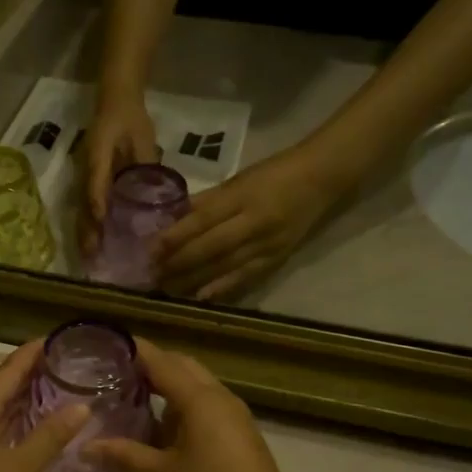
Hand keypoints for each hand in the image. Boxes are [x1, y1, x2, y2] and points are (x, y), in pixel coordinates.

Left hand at [0, 341, 87, 471]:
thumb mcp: (20, 468)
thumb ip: (50, 436)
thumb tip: (82, 406)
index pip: (7, 371)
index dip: (30, 354)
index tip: (54, 338)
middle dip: (28, 373)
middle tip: (61, 363)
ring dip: (19, 398)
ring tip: (50, 390)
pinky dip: (11, 421)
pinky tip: (27, 430)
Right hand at [77, 94, 160, 256]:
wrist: (117, 101)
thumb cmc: (131, 119)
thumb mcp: (143, 138)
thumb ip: (146, 163)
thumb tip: (155, 192)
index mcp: (98, 156)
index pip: (95, 184)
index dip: (98, 204)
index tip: (101, 225)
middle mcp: (87, 169)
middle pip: (84, 203)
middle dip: (87, 230)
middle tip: (91, 256)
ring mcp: (86, 175)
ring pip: (83, 208)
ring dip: (86, 231)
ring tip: (89, 256)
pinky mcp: (92, 180)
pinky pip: (89, 204)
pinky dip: (91, 223)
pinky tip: (96, 241)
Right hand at [87, 339, 303, 471]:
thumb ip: (124, 455)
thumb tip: (85, 446)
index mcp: (198, 398)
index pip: (161, 362)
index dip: (135, 351)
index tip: (109, 344)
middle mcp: (218, 396)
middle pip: (182, 366)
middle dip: (152, 364)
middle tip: (118, 371)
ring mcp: (233, 413)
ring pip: (197, 384)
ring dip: (169, 384)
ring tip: (136, 396)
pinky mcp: (240, 431)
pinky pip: (207, 403)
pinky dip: (183, 403)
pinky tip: (165, 425)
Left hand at [155, 146, 338, 301]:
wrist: (321, 179)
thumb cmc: (273, 174)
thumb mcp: (237, 180)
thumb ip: (206, 201)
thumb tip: (172, 219)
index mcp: (242, 196)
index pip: (203, 219)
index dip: (175, 236)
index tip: (150, 249)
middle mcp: (255, 222)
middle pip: (211, 247)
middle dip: (179, 263)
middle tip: (152, 274)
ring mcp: (268, 244)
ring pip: (225, 266)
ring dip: (194, 280)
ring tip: (168, 288)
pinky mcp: (277, 259)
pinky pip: (246, 277)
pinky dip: (222, 288)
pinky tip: (201, 297)